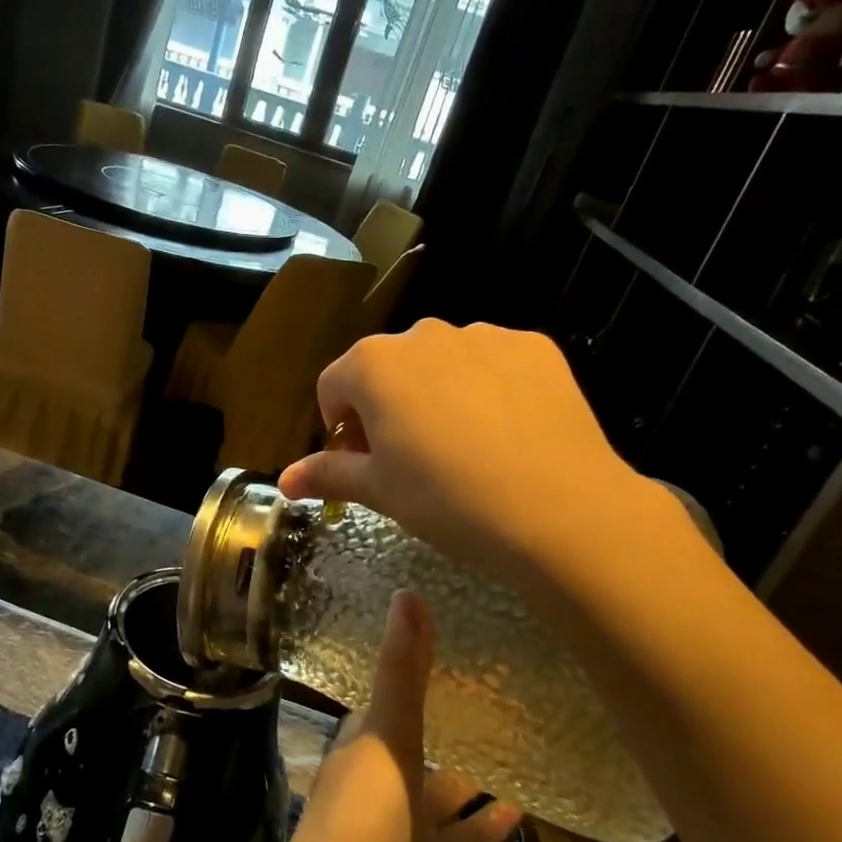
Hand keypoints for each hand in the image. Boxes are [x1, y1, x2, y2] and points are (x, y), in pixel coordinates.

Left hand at [269, 591, 520, 841]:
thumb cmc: (357, 826)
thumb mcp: (385, 740)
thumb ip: (403, 673)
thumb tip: (409, 591)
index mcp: (362, 744)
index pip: (392, 695)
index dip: (418, 669)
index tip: (460, 641)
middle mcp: (377, 781)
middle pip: (419, 744)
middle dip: (452, 724)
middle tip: (506, 695)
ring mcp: (397, 833)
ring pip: (441, 796)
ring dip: (472, 779)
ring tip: (523, 750)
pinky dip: (482, 831)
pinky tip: (521, 815)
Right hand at [279, 320, 664, 595]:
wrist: (558, 507)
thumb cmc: (447, 499)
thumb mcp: (379, 491)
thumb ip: (327, 474)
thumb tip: (284, 479)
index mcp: (373, 364)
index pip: (333, 386)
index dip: (339, 427)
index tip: (362, 462)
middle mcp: (423, 334)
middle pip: (388, 369)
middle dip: (388, 407)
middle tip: (412, 460)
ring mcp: (483, 335)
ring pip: (443, 363)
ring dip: (438, 394)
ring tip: (466, 449)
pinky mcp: (533, 346)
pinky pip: (494, 364)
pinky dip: (490, 389)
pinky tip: (509, 434)